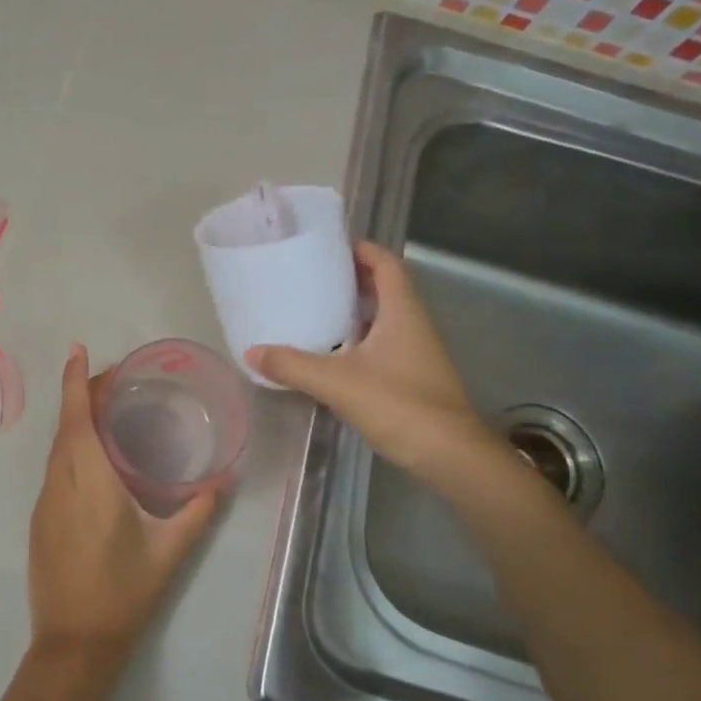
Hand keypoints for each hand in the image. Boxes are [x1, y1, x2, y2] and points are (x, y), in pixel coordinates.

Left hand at [26, 345, 218, 666]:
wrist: (74, 644)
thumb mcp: (169, 552)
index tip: (77, 350)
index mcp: (90, 483)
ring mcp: (45, 503)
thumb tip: (224, 480)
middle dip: (79, 394)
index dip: (74, 382)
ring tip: (103, 410)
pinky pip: (54, 470)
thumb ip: (198, 511)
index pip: (76, 419)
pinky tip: (92, 458)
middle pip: (64, 427)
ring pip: (56, 449)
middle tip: (111, 379)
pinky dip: (69, 448)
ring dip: (73, 422)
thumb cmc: (124, 593)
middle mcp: (60, 484)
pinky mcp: (40, 521)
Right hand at [249, 240, 497, 478]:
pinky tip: (332, 355)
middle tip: (311, 278)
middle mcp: (414, 325)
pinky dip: (358, 341)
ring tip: (314, 311)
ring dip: (354, 311)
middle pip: (385, 288)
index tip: (329, 246)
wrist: (449, 454)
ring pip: (384, 319)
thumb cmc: (399, 404)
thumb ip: (293, 365)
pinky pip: (383, 345)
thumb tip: (252, 352)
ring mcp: (417, 352)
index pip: (386, 264)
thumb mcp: (337, 382)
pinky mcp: (414, 378)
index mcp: (402, 312)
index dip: (362, 249)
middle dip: (351, 279)